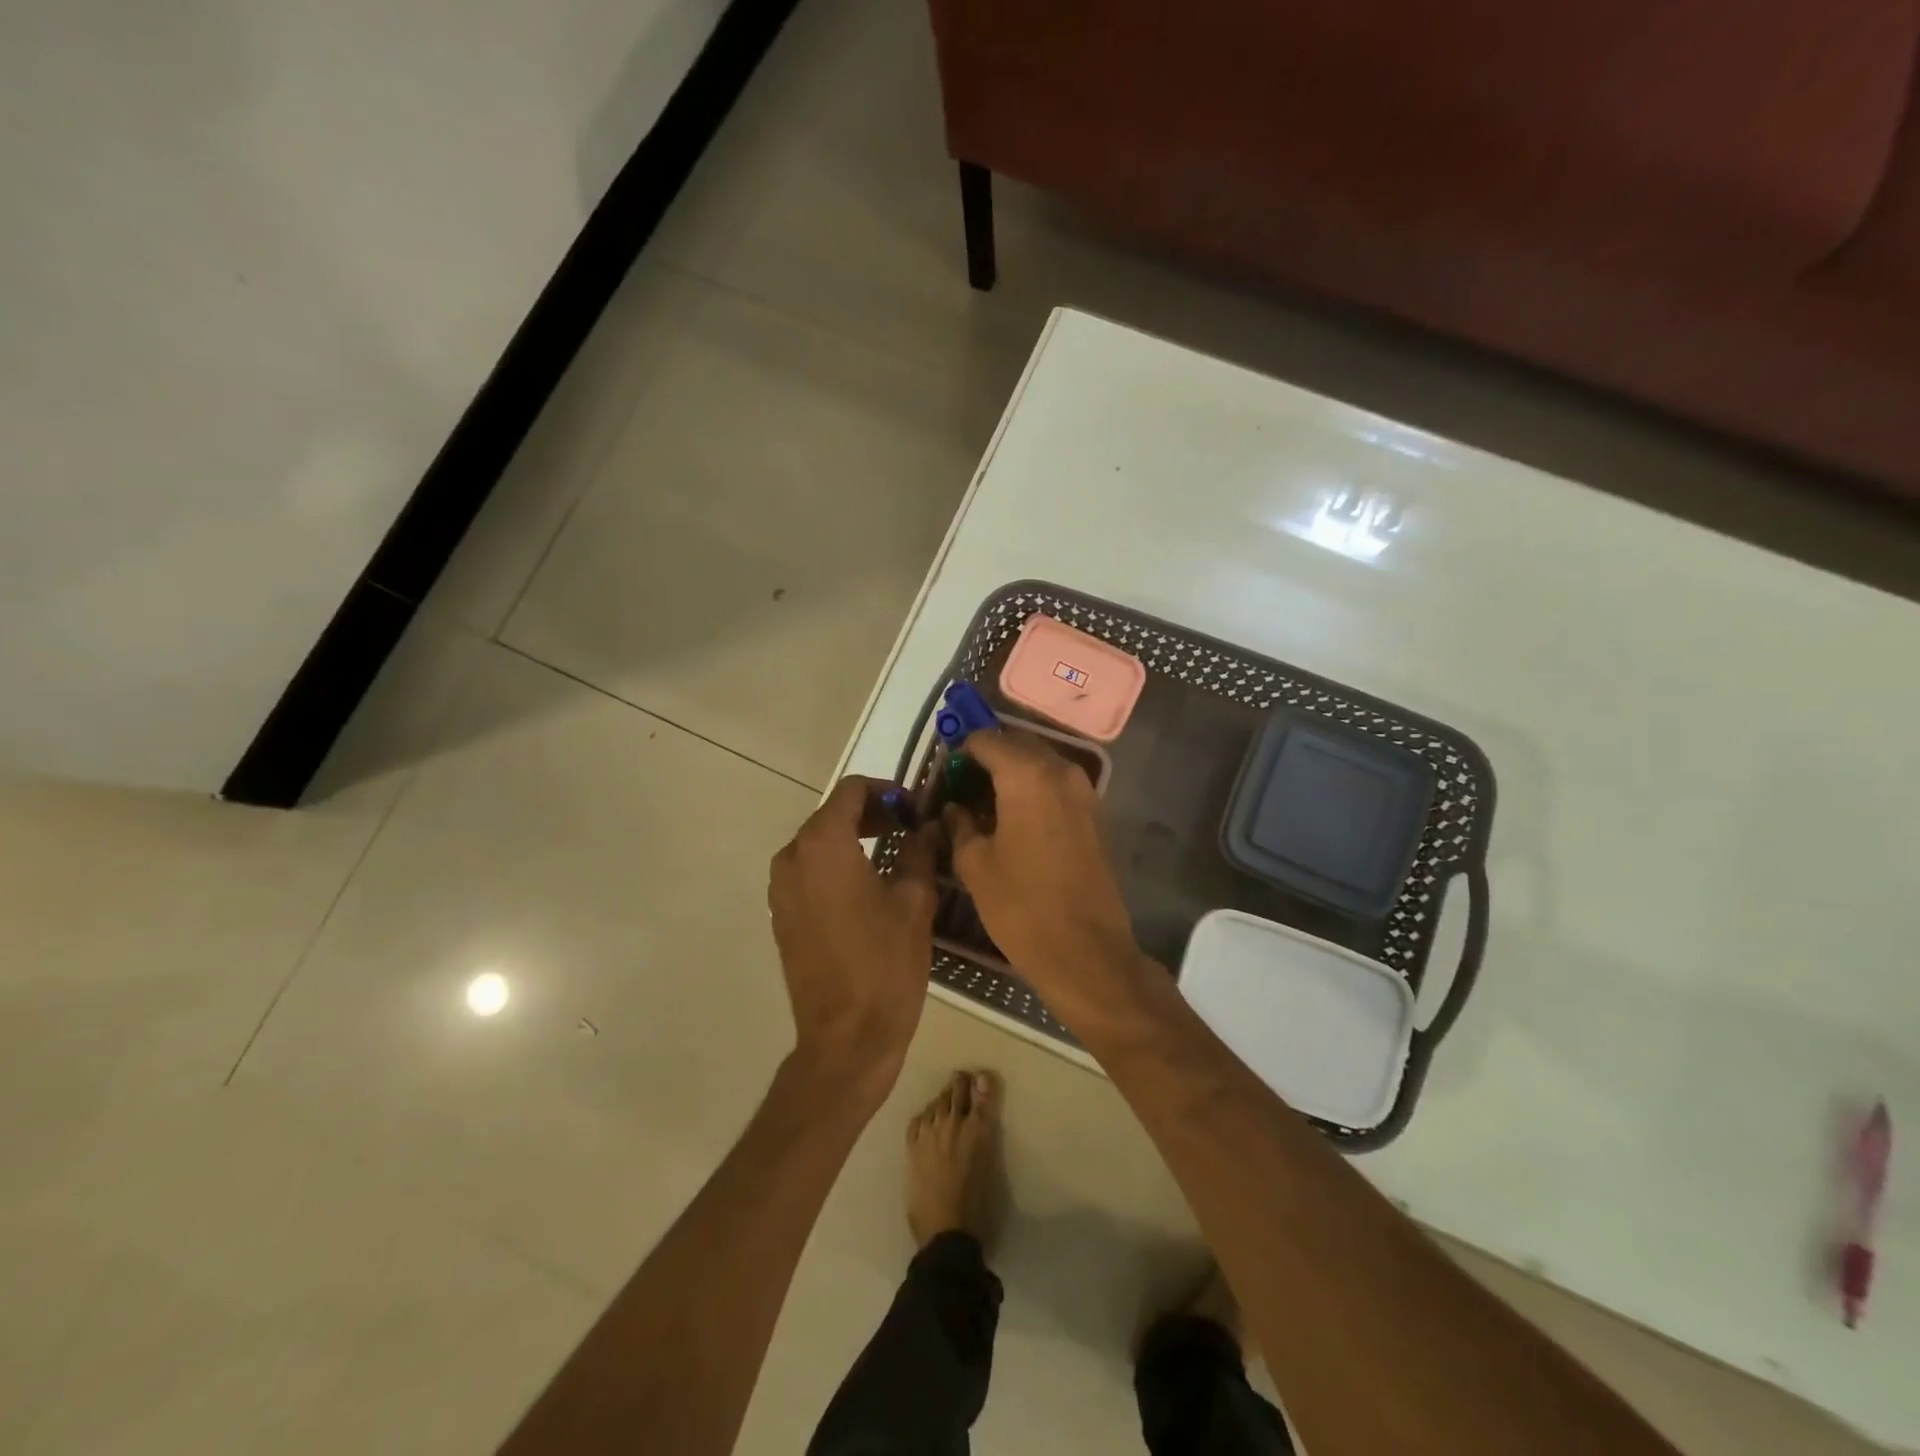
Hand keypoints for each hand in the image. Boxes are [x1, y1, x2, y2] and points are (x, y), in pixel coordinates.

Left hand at [768, 777, 940, 1095]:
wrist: (846, 1038)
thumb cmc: (885, 964)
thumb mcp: (914, 901)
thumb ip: (920, 851)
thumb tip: (929, 827)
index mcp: (824, 844)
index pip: (851, 790)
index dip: (887, 791)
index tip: (915, 809)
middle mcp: (793, 857)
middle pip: (831, 814)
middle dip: (871, 813)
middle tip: (910, 827)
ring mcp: (781, 888)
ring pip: (817, 843)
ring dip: (853, 838)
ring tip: (893, 853)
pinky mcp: (781, 915)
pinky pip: (808, 871)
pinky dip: (835, 864)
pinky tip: (867, 885)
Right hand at [943, 731, 1147, 1014]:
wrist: (1086, 951)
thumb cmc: (1021, 906)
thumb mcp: (975, 865)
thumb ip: (960, 825)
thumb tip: (954, 808)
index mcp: (1026, 775)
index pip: (985, 740)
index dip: (959, 753)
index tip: (943, 777)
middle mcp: (1060, 771)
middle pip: (1016, 744)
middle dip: (987, 758)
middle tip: (961, 788)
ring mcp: (1084, 791)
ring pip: (1039, 763)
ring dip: (1011, 773)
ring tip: (985, 805)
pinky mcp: (1095, 813)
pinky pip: (1056, 784)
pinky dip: (1033, 789)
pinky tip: (1014, 819)